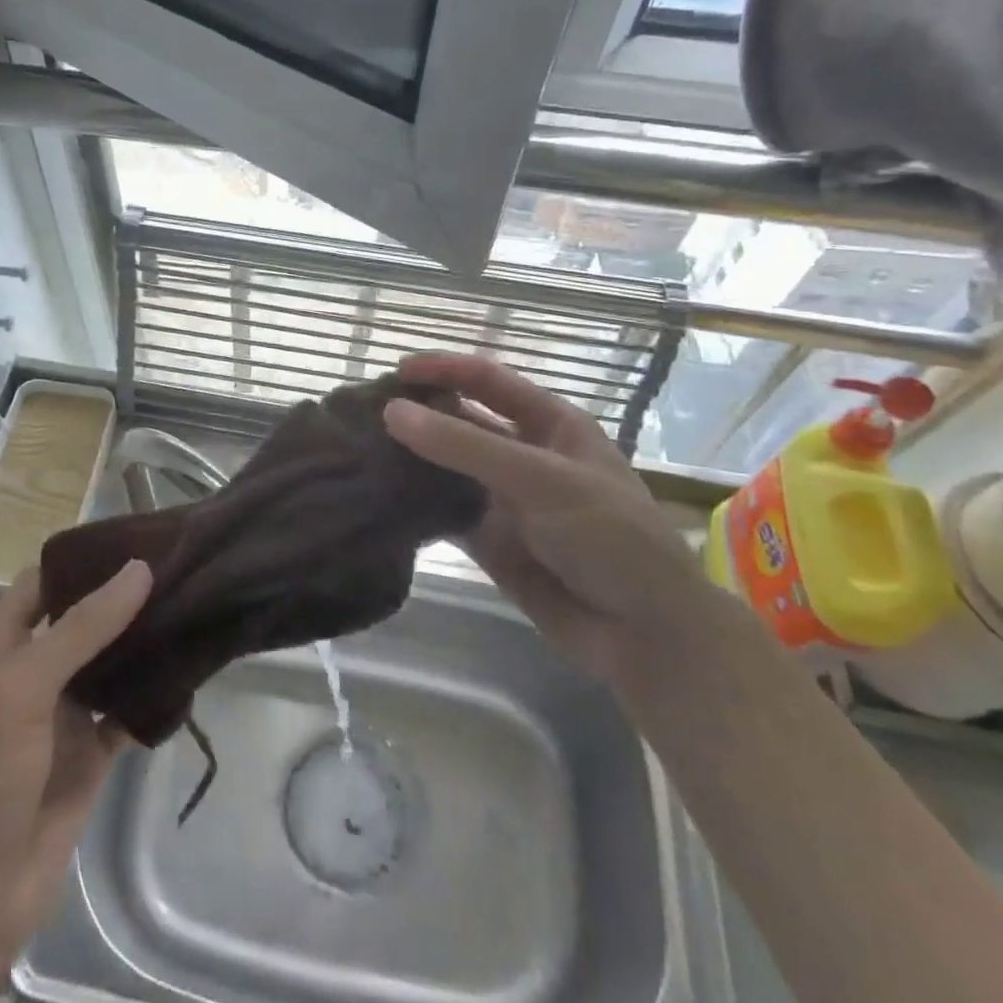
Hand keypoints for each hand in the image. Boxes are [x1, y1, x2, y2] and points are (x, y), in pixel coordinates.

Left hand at [0, 560, 151, 998]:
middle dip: (123, 596)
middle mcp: (33, 672)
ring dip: (144, 640)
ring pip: (110, 662)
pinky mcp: (90, 753)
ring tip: (194, 602)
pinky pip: (128, 711)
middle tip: (180, 566)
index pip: (42, 583)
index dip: (82, 559)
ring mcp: (63, 713)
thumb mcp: (20, 688)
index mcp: (0, 648)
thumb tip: (139, 569)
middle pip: (83, 619)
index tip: (134, 536)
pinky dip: (153, 693)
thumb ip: (81, 628)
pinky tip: (190, 667)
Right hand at [385, 353, 713, 689]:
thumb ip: (465, 446)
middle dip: (419, 414)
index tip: (395, 372)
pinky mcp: (488, 540)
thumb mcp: (542, 479)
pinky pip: (442, 512)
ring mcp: (503, 498)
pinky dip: (413, 504)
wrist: (644, 632)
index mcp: (549, 424)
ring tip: (358, 451)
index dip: (444, 369)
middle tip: (362, 414)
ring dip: (410, 458)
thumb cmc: (608, 537)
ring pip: (446, 467)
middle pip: (461, 421)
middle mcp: (522, 454)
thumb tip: (392, 411)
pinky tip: (377, 498)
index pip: (488, 380)